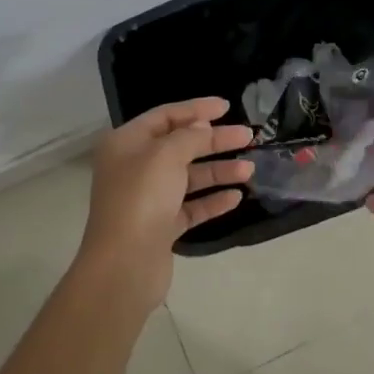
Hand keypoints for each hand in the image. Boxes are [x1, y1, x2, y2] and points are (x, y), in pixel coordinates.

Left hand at [80, 97, 253, 310]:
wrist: (124, 266)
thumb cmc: (141, 199)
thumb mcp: (166, 155)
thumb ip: (189, 136)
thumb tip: (202, 126)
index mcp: (126, 143)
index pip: (165, 116)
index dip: (196, 109)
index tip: (227, 107)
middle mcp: (134, 167)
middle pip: (181, 146)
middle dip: (214, 141)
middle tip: (247, 136)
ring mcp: (148, 199)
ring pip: (189, 177)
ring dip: (219, 171)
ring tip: (249, 169)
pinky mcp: (161, 226)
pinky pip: (191, 206)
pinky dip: (212, 200)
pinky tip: (236, 197)